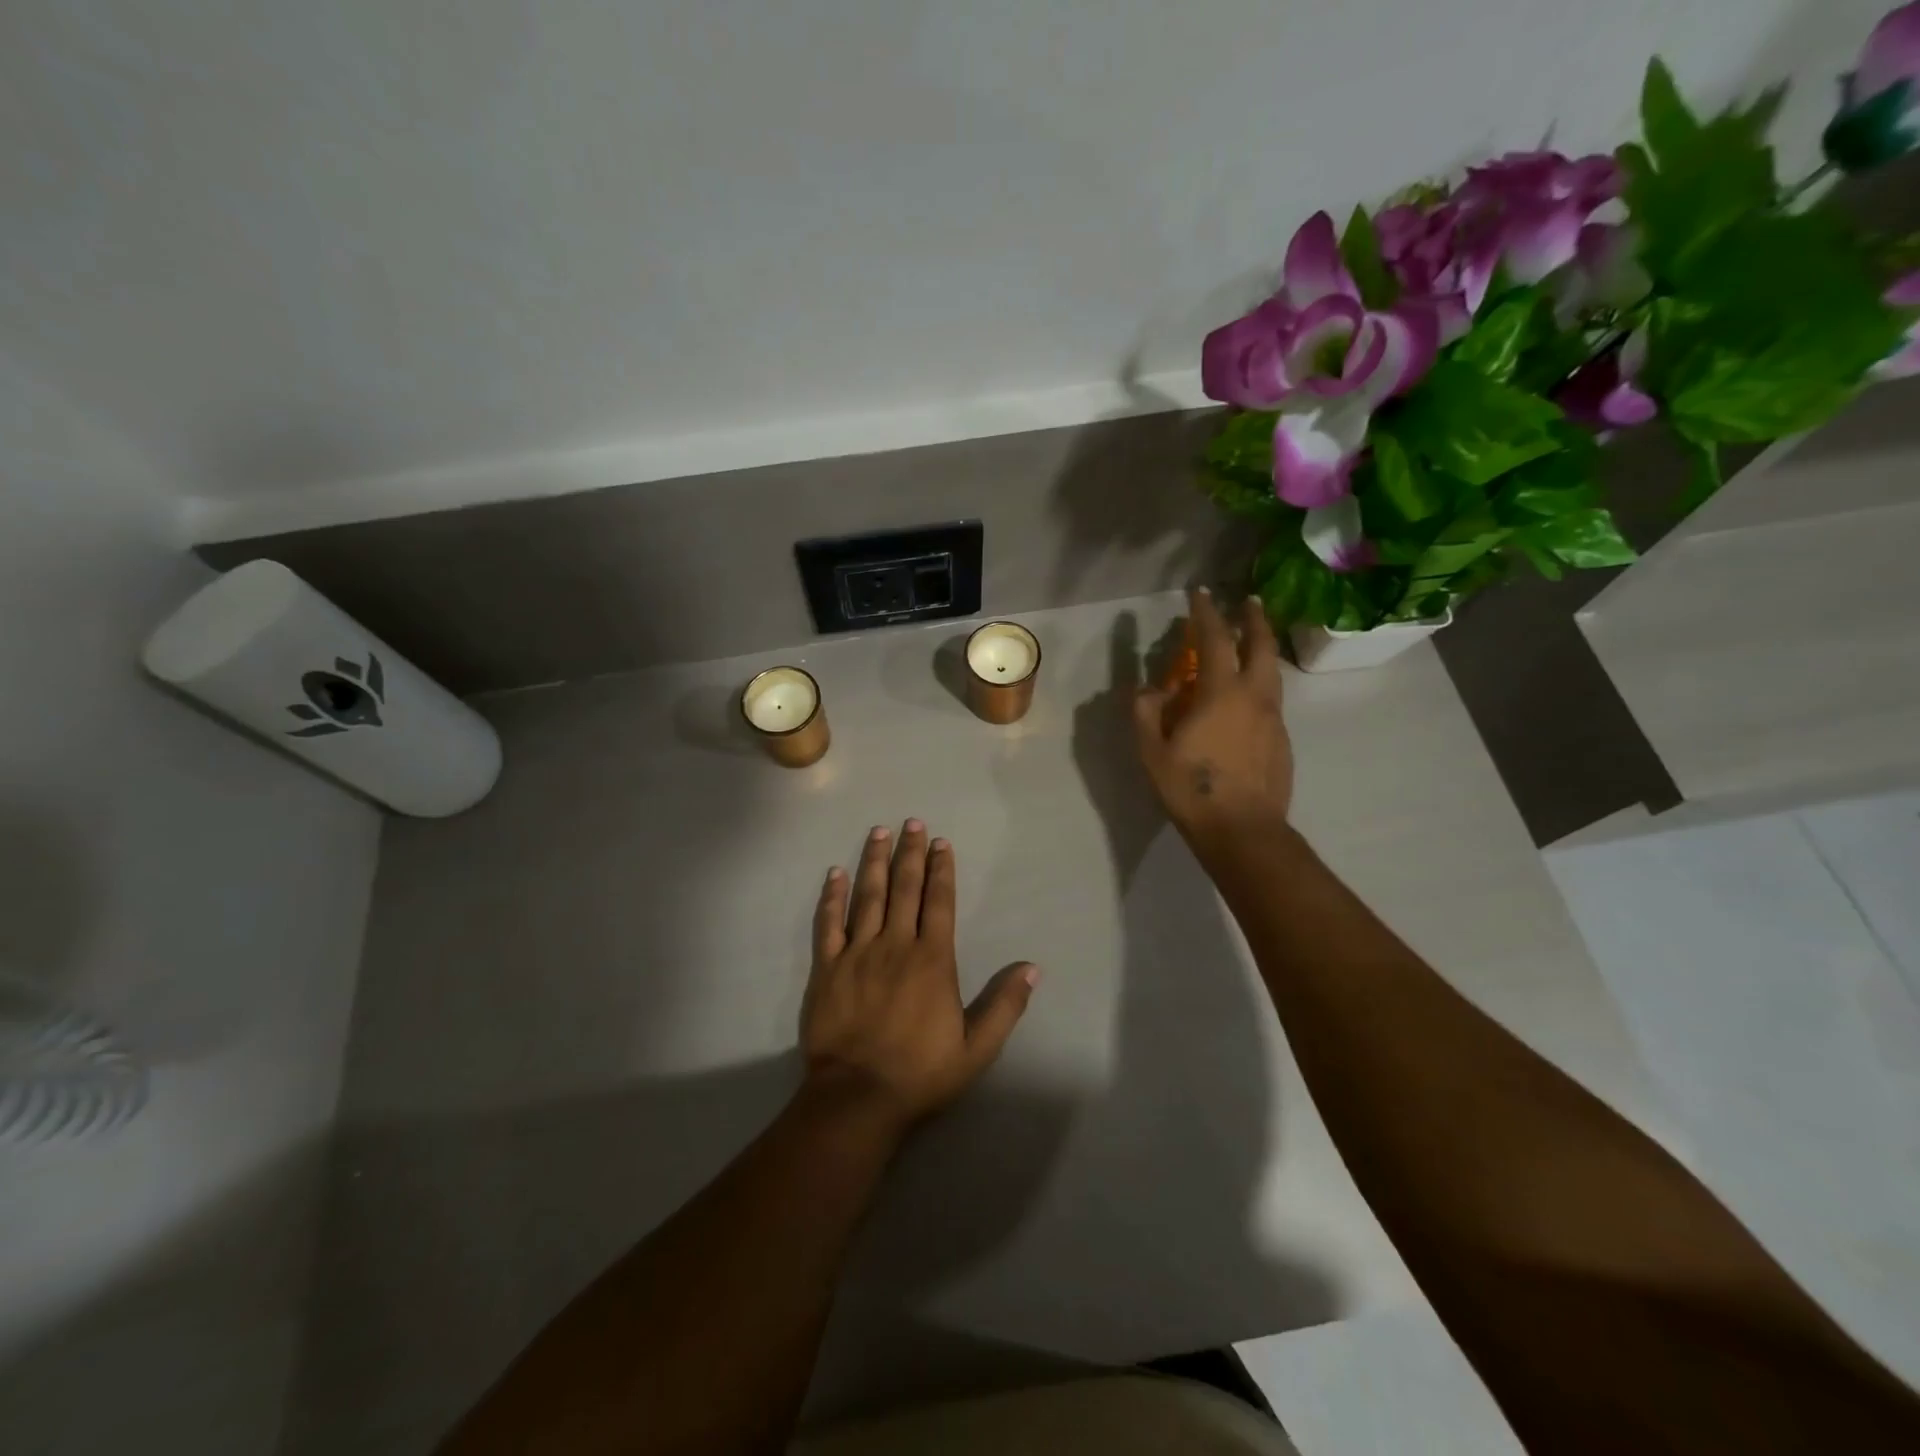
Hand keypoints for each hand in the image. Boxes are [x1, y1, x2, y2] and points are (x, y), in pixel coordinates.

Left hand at [801, 821, 1037, 1135]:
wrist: (858, 1097)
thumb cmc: (921, 1073)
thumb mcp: (977, 1048)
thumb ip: (1005, 1005)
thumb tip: (1032, 968)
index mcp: (932, 959)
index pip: (939, 902)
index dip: (941, 870)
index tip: (941, 843)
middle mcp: (895, 945)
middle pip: (904, 888)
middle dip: (910, 853)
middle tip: (911, 822)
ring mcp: (857, 953)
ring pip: (867, 896)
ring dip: (873, 862)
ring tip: (878, 833)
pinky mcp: (827, 968)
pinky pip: (828, 924)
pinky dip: (832, 897)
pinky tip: (834, 874)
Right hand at [1133, 589, 1294, 852]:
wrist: (1243, 830)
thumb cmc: (1192, 789)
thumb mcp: (1152, 752)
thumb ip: (1147, 713)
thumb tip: (1150, 690)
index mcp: (1222, 693)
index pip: (1216, 640)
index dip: (1206, 613)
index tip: (1200, 593)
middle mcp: (1255, 697)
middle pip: (1261, 646)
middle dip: (1254, 619)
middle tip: (1249, 602)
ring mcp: (1274, 720)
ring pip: (1273, 672)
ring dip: (1263, 649)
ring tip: (1252, 644)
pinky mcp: (1282, 742)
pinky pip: (1272, 700)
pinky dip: (1262, 684)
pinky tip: (1248, 699)